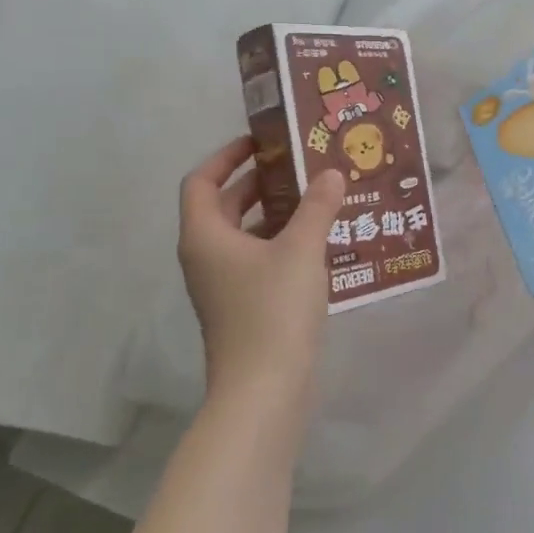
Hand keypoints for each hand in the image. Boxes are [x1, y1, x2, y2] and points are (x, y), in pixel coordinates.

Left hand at [178, 136, 345, 405]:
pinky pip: (258, 261)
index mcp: (205, 235)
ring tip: (317, 201)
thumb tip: (331, 173)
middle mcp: (206, 257)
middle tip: (300, 168)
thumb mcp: (301, 250)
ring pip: (244, 236)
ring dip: (274, 215)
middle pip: (224, 206)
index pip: (201, 180)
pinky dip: (282, 245)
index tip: (262, 143)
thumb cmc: (273, 310)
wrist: (263, 389)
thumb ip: (317, 206)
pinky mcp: (242, 308)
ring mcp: (222, 286)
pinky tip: (319, 246)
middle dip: (259, 183)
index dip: (227, 156)